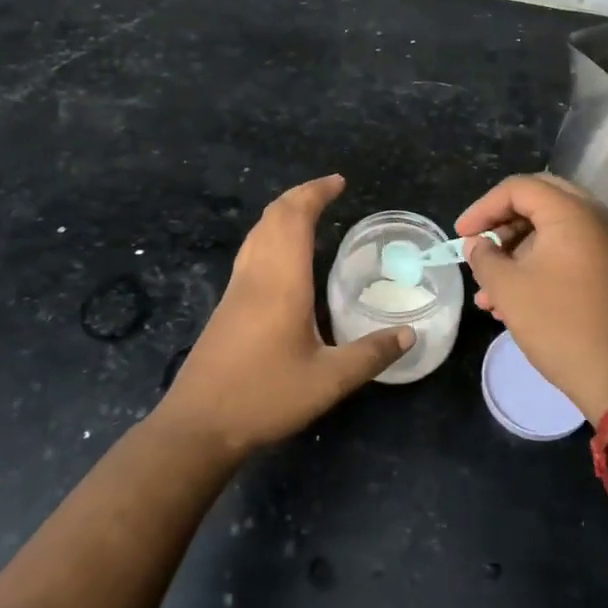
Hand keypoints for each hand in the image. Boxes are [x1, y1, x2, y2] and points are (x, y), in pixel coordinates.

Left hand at [154, 175, 412, 454]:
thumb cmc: (264, 397)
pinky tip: (282, 257)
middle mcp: (256, 276)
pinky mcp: (226, 306)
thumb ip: (370, 355)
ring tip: (308, 212)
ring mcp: (236, 290)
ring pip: (256, 233)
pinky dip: (270, 235)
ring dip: (282, 213)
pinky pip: (250, 252)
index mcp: (281, 282)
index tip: (339, 182)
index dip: (315, 193)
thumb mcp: (328, 381)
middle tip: (328, 190)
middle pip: (273, 217)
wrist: (198, 425)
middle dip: (300, 196)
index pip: (295, 219)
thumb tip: (408, 335)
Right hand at [457, 173, 607, 421]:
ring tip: (488, 293)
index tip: (461, 236)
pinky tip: (515, 302)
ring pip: (554, 231)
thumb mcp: (509, 289)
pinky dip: (542, 265)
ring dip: (518, 252)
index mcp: (573, 213)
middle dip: (502, 225)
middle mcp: (598, 218)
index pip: (519, 187)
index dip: (483, 207)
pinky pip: (572, 252)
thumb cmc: (561, 325)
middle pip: (540, 202)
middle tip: (479, 248)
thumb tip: (477, 244)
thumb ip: (485, 258)